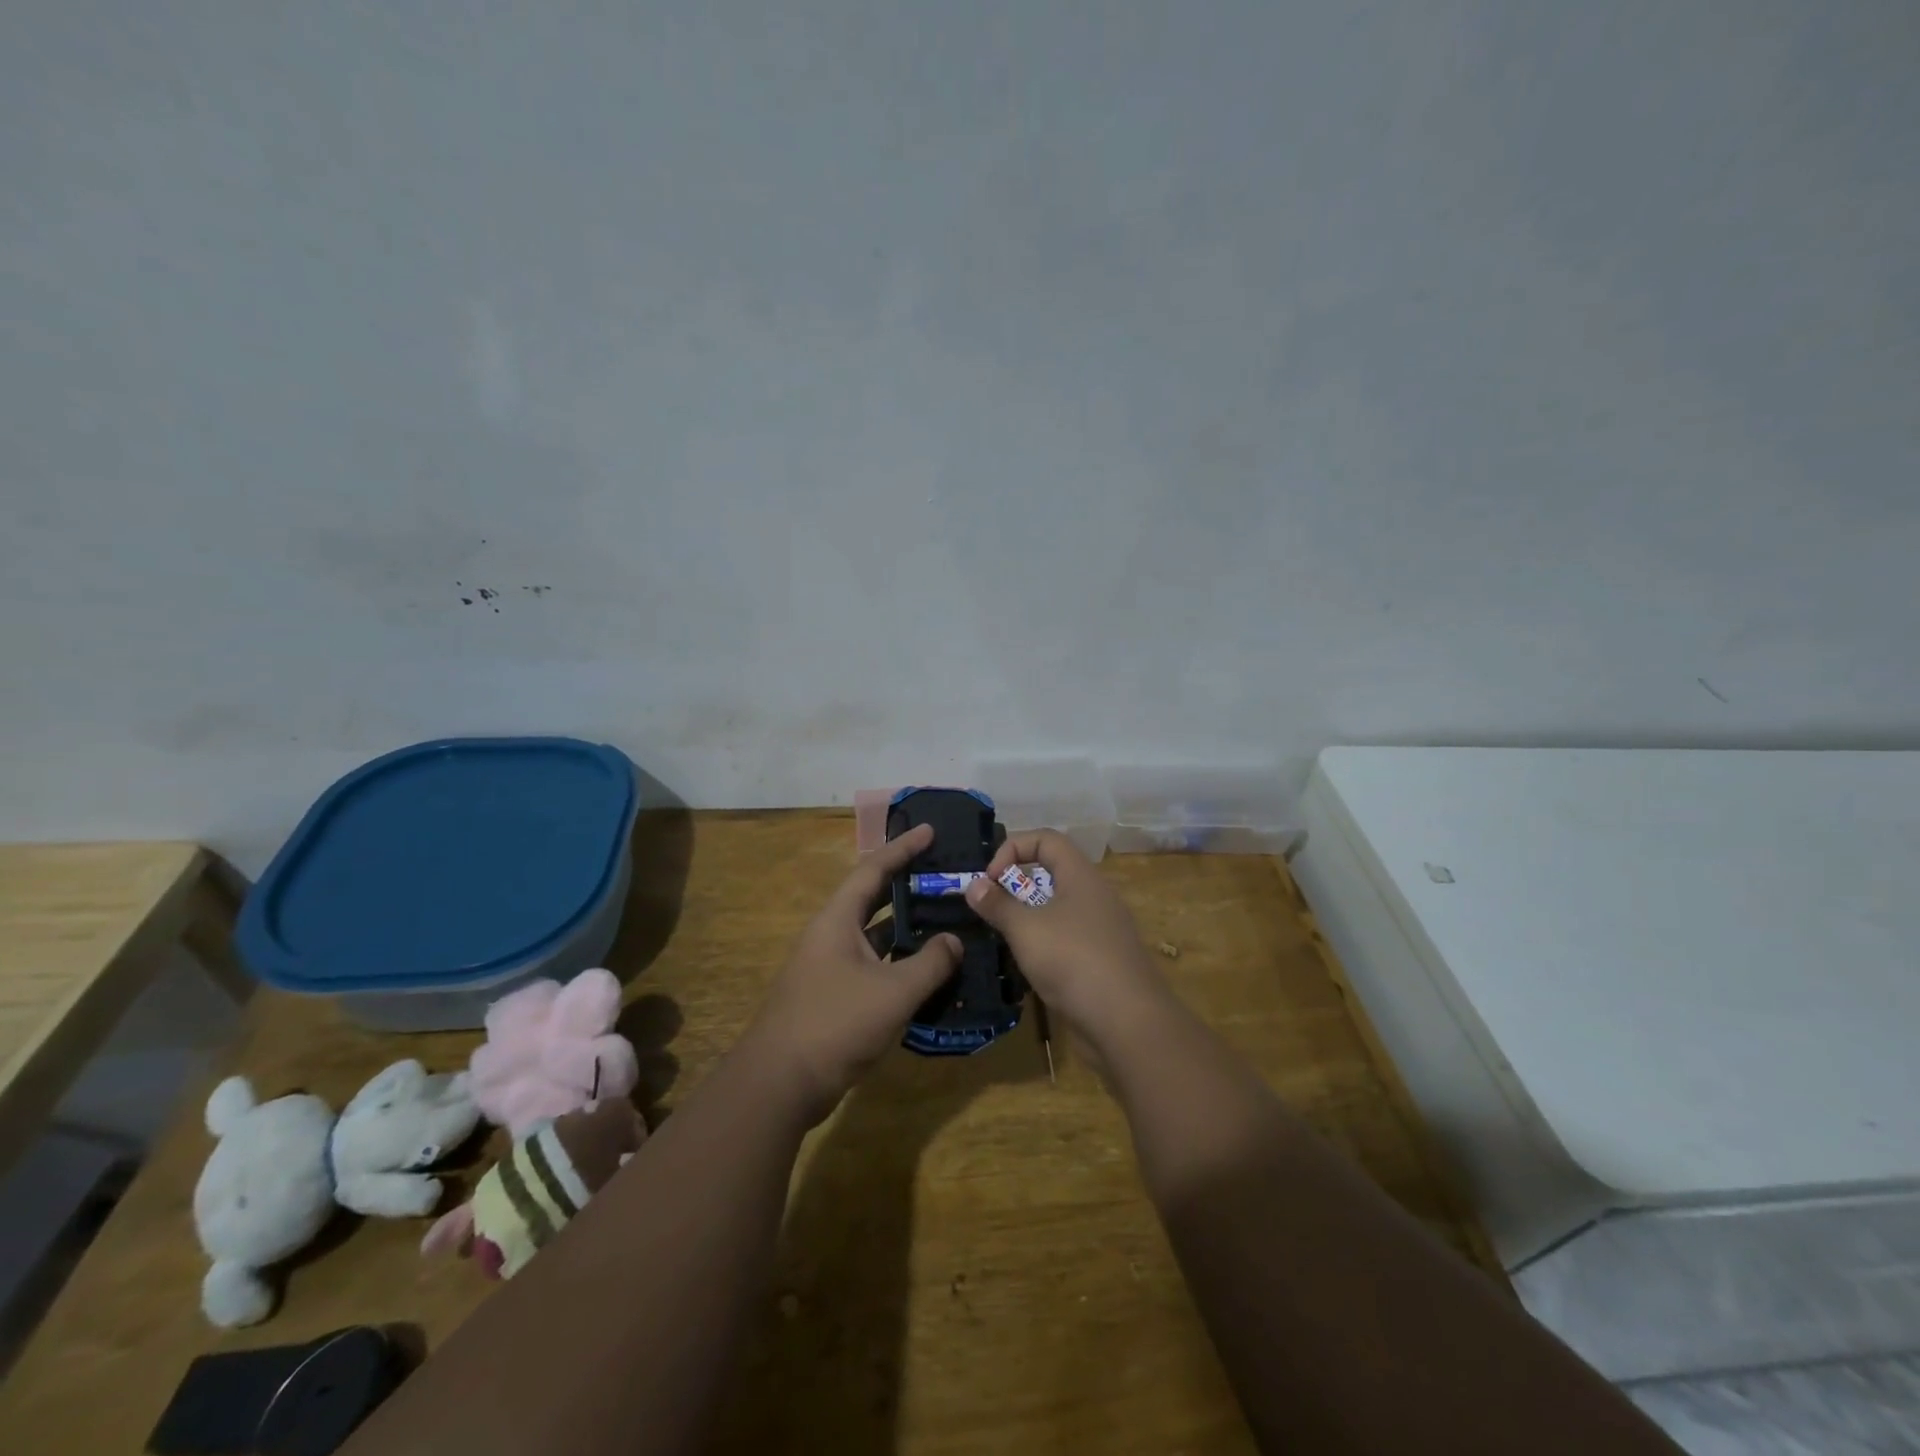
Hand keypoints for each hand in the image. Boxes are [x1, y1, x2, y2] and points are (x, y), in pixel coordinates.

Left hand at [742, 823, 961, 1123]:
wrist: (779, 1084)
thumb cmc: (834, 1024)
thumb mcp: (893, 992)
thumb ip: (930, 963)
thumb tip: (955, 940)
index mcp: (837, 920)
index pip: (873, 869)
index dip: (902, 848)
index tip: (930, 830)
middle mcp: (831, 935)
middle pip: (872, 898)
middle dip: (907, 884)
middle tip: (944, 875)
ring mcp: (830, 967)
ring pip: (874, 936)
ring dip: (905, 927)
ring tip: (945, 918)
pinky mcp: (833, 996)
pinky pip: (873, 965)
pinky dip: (899, 962)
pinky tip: (927, 971)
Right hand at [965, 830, 1169, 1045]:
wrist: (1129, 1023)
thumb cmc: (1073, 961)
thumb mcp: (1026, 929)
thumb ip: (997, 905)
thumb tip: (974, 885)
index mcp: (1081, 876)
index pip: (1046, 839)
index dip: (1013, 848)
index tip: (990, 879)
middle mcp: (1095, 895)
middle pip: (1052, 873)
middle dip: (1017, 886)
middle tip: (992, 910)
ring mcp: (1103, 929)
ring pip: (1058, 909)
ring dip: (1028, 918)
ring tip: (1005, 940)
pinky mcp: (1104, 960)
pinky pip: (1068, 939)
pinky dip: (1045, 945)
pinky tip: (1030, 968)